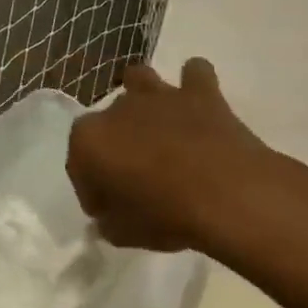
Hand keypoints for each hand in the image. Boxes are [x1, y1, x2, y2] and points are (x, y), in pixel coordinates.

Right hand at [66, 58, 275, 251]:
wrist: (229, 196)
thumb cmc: (165, 216)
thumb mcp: (123, 233)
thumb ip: (108, 220)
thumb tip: (108, 215)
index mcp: (89, 140)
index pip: (78, 164)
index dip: (92, 188)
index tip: (108, 209)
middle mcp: (117, 109)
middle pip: (108, 123)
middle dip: (117, 144)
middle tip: (136, 176)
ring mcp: (159, 96)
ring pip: (139, 79)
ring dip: (143, 97)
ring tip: (157, 125)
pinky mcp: (200, 92)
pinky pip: (194, 74)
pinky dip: (195, 85)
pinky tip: (198, 103)